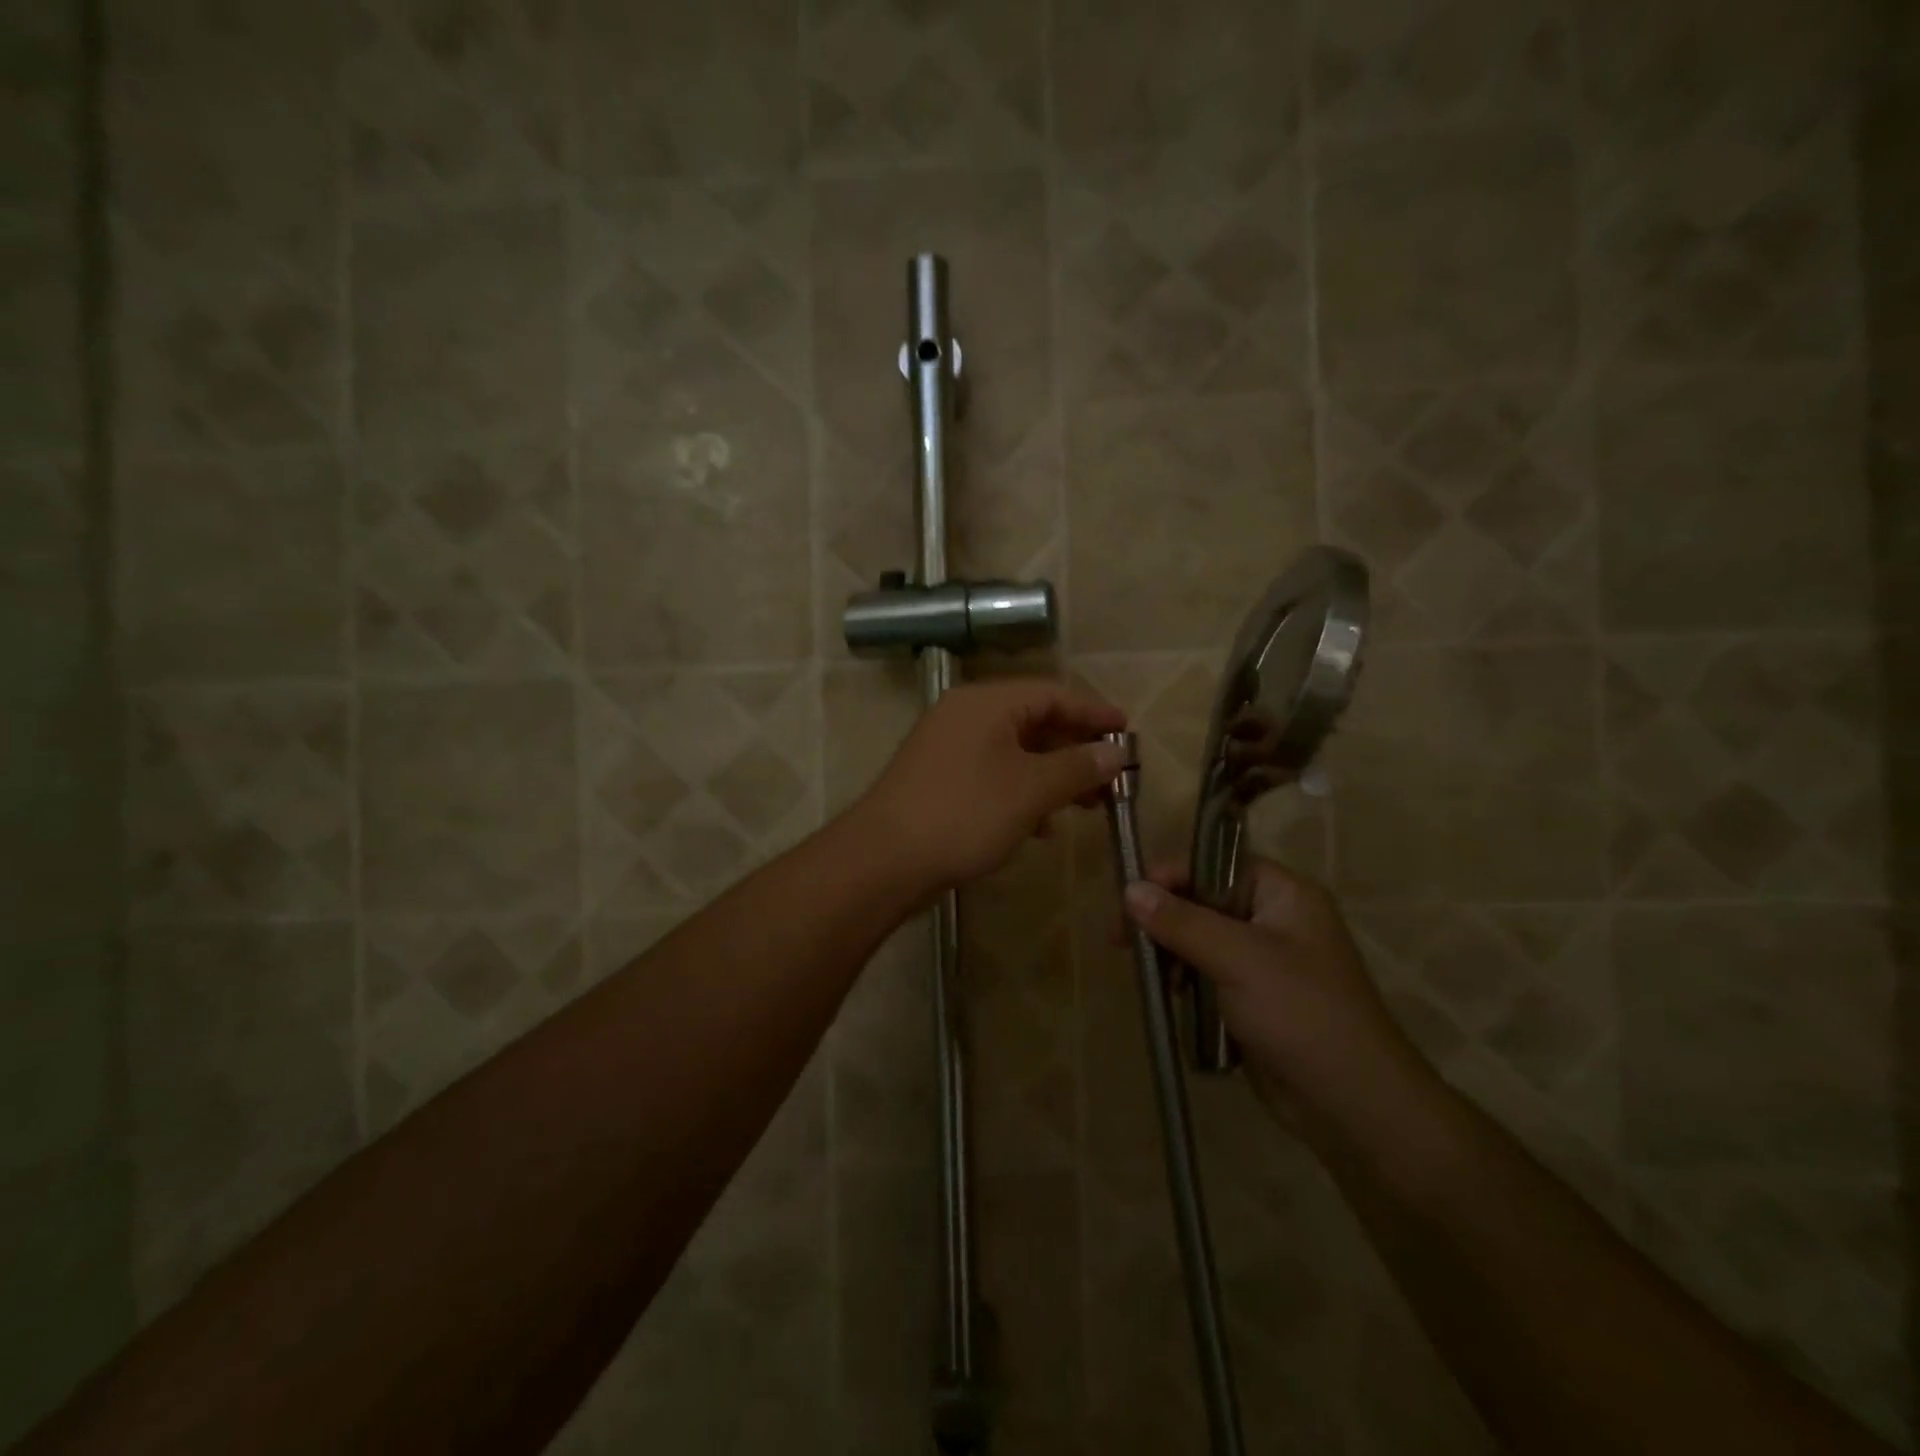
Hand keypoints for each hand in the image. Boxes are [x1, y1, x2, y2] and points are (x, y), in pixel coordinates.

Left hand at [857, 679, 1127, 893]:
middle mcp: (966, 716)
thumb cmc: (965, 813)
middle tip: (1113, 778)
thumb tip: (1116, 753)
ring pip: (1016, 753)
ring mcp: (949, 749)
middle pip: (1035, 722)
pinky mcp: (941, 781)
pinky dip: (1023, 794)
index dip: (1094, 713)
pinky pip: (994, 776)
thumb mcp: (1031, 789)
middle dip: (1076, 750)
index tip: (1129, 733)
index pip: (1053, 694)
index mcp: (987, 702)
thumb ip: (1078, 766)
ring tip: (1087, 805)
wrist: (885, 860)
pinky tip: (1042, 827)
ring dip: (1053, 776)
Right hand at [1124, 859, 1431, 1131]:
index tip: (1130, 898)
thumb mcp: (1238, 959)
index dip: (1172, 875)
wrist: (1353, 1105)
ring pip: (1201, 938)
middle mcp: (1274, 919)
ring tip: (1146, 973)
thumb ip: (1182, 922)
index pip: (1216, 863)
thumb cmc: (1301, 1014)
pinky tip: (1167, 994)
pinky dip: (1184, 979)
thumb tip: (1130, 889)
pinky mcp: (1253, 997)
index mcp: (1284, 894)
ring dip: (1170, 951)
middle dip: (1164, 917)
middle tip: (1121, 939)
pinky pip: (1207, 972)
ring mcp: (1264, 960)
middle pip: (1203, 900)